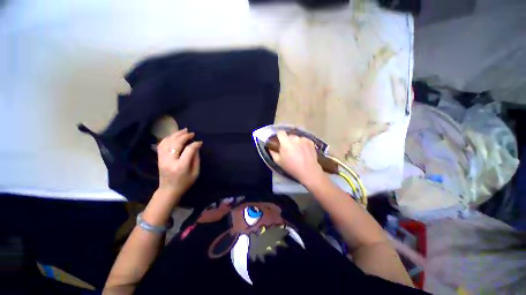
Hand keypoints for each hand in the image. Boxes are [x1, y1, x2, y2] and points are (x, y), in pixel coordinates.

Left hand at [156, 128, 201, 200]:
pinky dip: (167, 138)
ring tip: (183, 130)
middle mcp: (170, 160)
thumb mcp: (195, 173)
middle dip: (185, 136)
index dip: (195, 144)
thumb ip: (196, 159)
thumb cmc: (185, 183)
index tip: (200, 142)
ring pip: (167, 142)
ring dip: (176, 134)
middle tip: (192, 133)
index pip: (189, 150)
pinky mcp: (159, 158)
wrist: (168, 190)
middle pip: (176, 143)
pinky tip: (173, 135)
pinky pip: (161, 144)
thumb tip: (196, 146)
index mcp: (181, 166)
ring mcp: (162, 159)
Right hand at [269, 131, 323, 184]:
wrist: (308, 171)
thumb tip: (270, 147)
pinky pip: (303, 140)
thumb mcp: (278, 161)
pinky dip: (302, 144)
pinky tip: (304, 151)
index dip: (279, 136)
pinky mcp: (310, 141)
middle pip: (289, 136)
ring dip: (295, 142)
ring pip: (296, 138)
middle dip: (287, 141)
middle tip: (288, 149)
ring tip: (297, 151)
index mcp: (285, 142)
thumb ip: (272, 152)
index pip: (280, 132)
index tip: (279, 142)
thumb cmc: (291, 167)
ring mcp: (303, 139)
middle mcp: (295, 138)